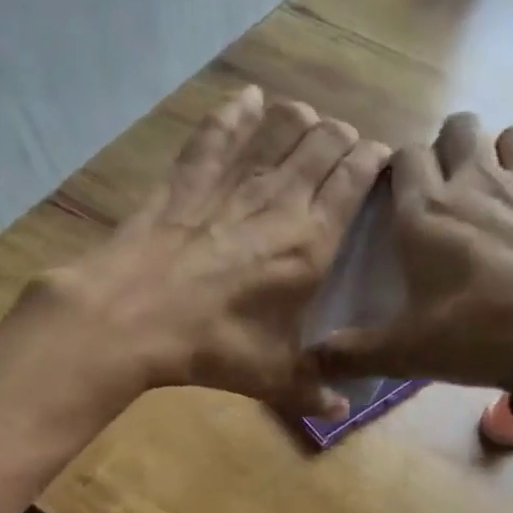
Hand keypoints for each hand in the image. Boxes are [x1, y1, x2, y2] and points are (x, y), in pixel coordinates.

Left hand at [42, 85, 389, 418]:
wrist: (130, 319)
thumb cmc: (212, 347)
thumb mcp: (270, 377)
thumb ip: (312, 392)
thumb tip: (341, 414)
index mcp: (310, 243)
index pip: (354, 180)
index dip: (373, 162)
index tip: (381, 159)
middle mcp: (279, 200)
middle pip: (323, 144)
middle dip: (342, 137)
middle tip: (345, 145)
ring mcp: (231, 183)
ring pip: (278, 129)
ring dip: (299, 119)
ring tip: (306, 119)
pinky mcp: (188, 178)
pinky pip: (218, 132)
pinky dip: (236, 111)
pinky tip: (248, 97)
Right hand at [313, 112, 512, 390]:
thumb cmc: (475, 335)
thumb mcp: (403, 351)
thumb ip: (351, 353)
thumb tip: (309, 362)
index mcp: (427, 210)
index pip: (404, 155)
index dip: (400, 168)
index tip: (401, 195)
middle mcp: (478, 181)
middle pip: (460, 127)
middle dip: (451, 147)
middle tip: (451, 189)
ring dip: (507, 156)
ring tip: (504, 194)